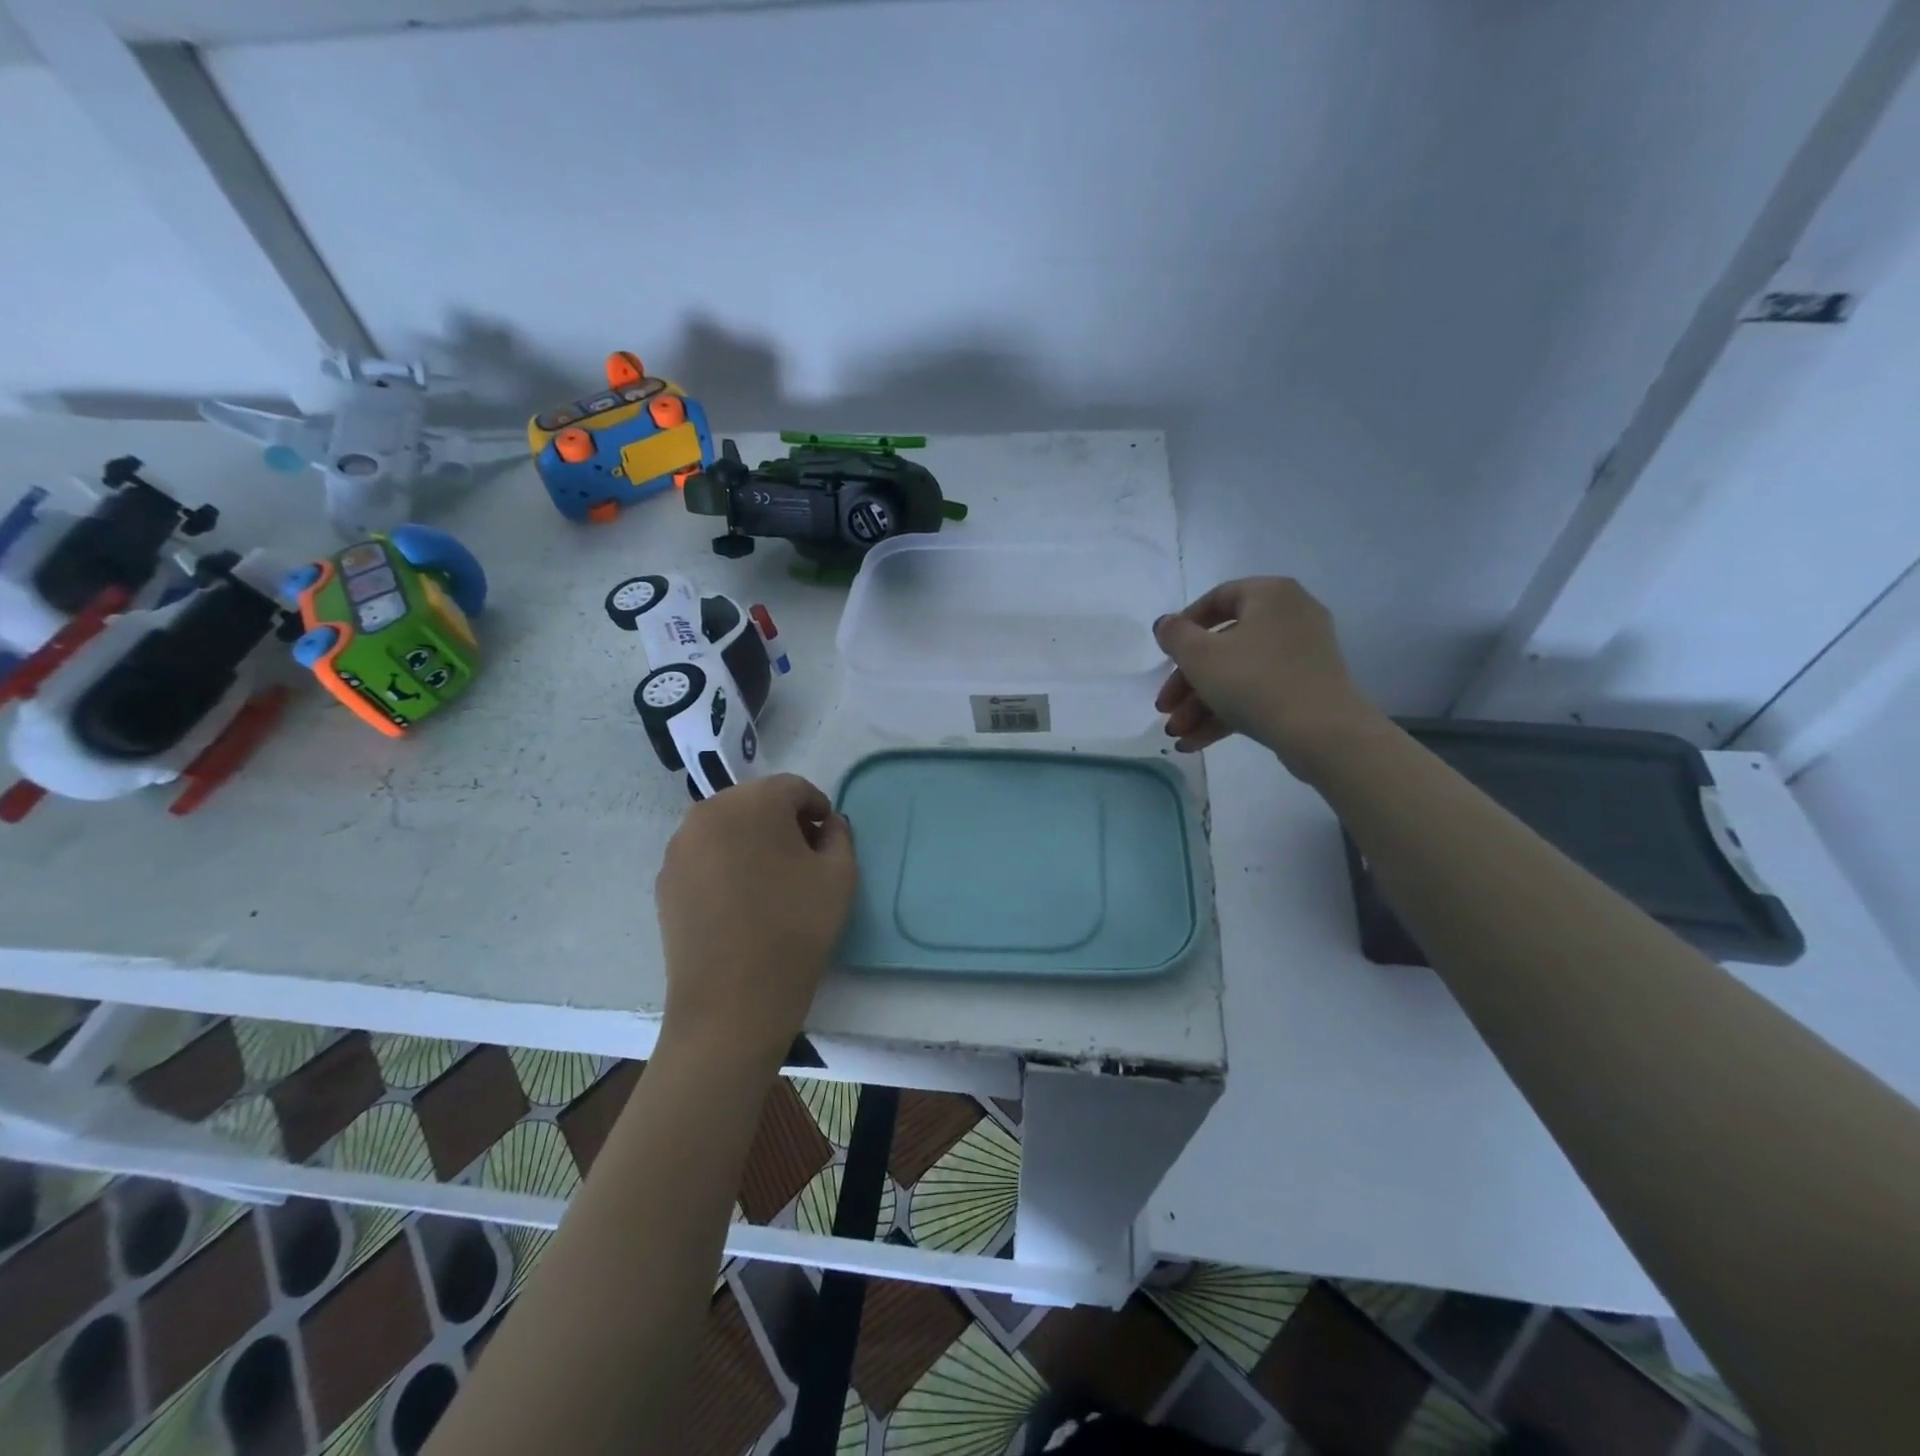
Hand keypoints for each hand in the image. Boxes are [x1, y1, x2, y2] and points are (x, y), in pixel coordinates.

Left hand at [655, 774, 856, 1064]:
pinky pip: (705, 855)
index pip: (794, 788)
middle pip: (756, 802)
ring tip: (771, 882)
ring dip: (753, 841)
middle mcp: (707, 812)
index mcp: (752, 802)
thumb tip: (827, 825)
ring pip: (727, 827)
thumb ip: (840, 835)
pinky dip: (726, 863)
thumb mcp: (839, 876)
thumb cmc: (794, 930)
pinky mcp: (665, 880)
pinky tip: (741, 901)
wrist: (731, 1003)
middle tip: (804, 859)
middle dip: (783, 822)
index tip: (829, 841)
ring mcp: (679, 847)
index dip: (818, 810)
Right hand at [1154, 577, 1382, 776]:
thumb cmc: (1255, 681)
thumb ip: (1175, 635)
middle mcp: (1291, 617)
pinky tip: (1195, 742)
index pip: (1218, 599)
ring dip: (1201, 704)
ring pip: (1238, 674)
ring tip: (1176, 734)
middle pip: (1223, 645)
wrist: (1321, 733)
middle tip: (1164, 707)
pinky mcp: (1306, 690)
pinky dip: (1226, 714)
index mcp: (1270, 595)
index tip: (1164, 654)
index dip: (1183, 626)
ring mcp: (1302, 656)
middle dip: (1187, 683)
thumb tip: (1166, 624)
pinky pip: (1258, 693)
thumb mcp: (1200, 656)